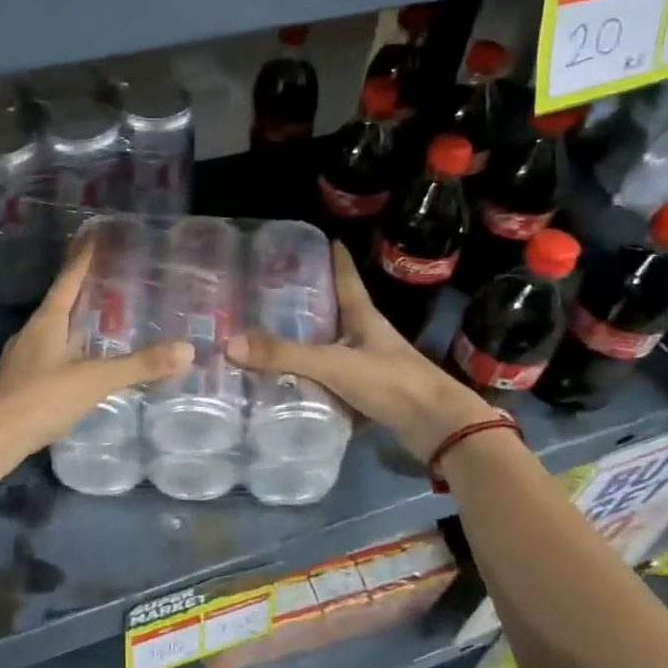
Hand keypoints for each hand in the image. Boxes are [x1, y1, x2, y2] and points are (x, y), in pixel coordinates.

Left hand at [0, 243, 193, 470]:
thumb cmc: (40, 399)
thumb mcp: (94, 380)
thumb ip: (139, 366)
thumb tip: (187, 350)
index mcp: (47, 321)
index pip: (68, 280)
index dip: (82, 259)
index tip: (93, 236)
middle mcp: (32, 333)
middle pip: (61, 304)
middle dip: (84, 292)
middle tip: (113, 280)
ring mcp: (23, 359)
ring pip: (55, 332)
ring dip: (77, 324)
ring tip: (104, 322)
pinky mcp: (20, 384)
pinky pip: (51, 357)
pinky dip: (71, 352)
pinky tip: (84, 365)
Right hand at [225, 242, 496, 462]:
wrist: (438, 428)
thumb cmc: (391, 382)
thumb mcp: (334, 365)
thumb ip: (284, 356)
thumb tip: (229, 344)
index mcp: (364, 317)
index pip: (346, 278)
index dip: (334, 258)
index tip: (320, 239)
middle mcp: (367, 336)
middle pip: (336, 311)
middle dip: (308, 301)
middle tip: (273, 292)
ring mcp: (371, 365)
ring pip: (333, 346)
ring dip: (308, 342)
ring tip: (272, 335)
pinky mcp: (370, 393)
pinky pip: (333, 379)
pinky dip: (313, 378)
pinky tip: (291, 381)